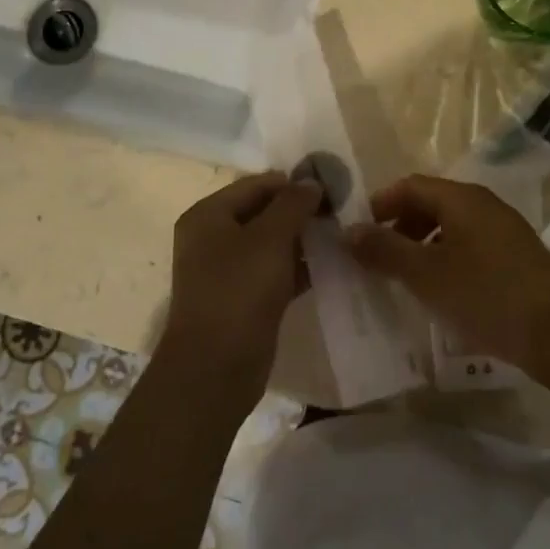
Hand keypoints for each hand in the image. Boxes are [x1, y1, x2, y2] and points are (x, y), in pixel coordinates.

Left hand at [160, 171, 322, 413]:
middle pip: (262, 213)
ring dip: (302, 240)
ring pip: (271, 244)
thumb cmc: (238, 291)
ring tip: (340, 235)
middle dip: (299, 211)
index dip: (292, 182)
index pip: (255, 185)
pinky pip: (275, 272)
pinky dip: (299, 267)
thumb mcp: (269, 239)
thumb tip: (311, 181)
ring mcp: (227, 271)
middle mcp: (213, 238)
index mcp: (208, 215)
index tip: (331, 186)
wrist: (215, 368)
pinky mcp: (244, 299)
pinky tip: (330, 266)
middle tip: (340, 211)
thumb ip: (292, 204)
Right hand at [345, 174, 549, 378]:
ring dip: (422, 245)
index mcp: (462, 199)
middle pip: (430, 203)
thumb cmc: (486, 296)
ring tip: (405, 277)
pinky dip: (446, 259)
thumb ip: (385, 250)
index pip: (410, 185)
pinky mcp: (516, 257)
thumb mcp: (425, 275)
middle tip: (378, 257)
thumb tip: (349, 231)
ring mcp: (504, 230)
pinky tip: (441, 291)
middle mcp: (484, 205)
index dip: (380, 204)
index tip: (359, 233)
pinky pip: (470, 246)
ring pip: (451, 226)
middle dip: (400, 226)